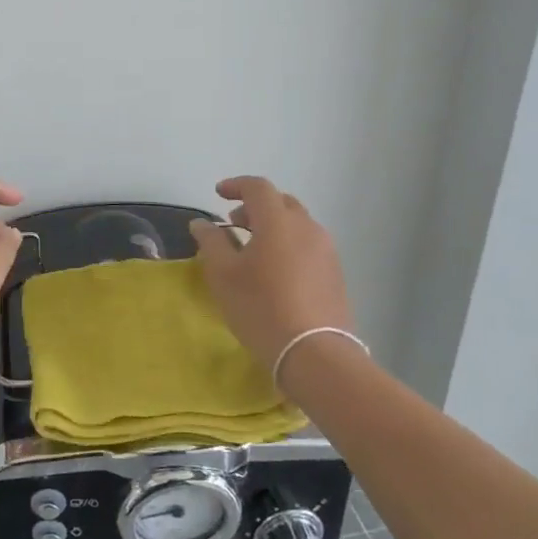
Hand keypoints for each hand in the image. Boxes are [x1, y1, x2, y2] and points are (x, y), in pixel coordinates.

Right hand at [188, 176, 354, 376]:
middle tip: (234, 222)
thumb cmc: (260, 307)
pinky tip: (275, 270)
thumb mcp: (223, 274)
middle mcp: (307, 227)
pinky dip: (288, 244)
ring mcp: (326, 250)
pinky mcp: (335, 272)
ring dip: (273, 226)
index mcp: (278, 221)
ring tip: (253, 248)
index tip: (218, 194)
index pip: (258, 187)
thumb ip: (211, 242)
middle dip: (256, 206)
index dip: (236, 185)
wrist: (314, 352)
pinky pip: (308, 244)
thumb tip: (202, 223)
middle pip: (281, 202)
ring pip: (297, 224)